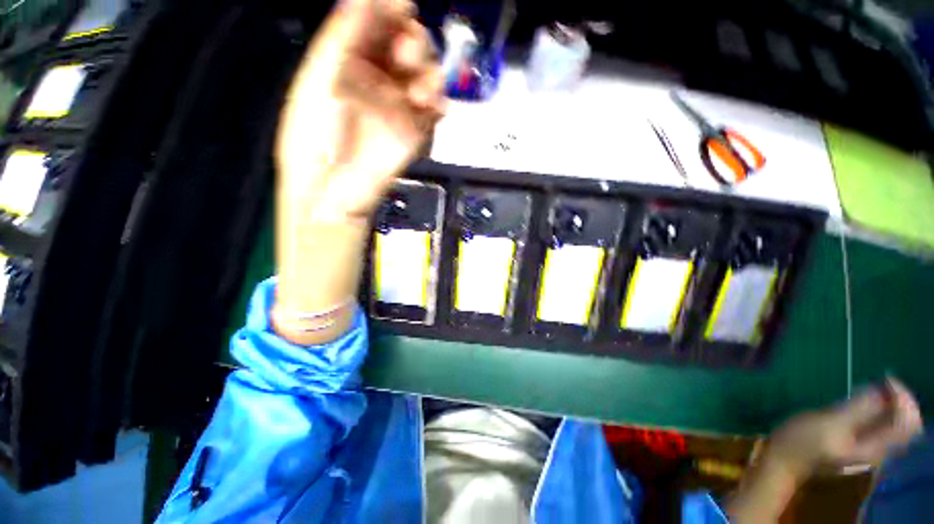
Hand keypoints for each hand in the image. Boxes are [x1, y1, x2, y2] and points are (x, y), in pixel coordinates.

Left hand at [273, 0, 443, 344]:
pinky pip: (434, 111)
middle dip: (412, 42)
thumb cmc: (315, 136)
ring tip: (420, 86)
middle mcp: (378, 81)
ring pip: (425, 76)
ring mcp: (400, 108)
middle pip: (406, 47)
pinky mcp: (416, 134)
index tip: (400, 5)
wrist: (334, 189)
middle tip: (408, 51)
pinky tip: (432, 106)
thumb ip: (341, 40)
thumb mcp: (320, 82)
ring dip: (428, 73)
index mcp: (350, 64)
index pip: (376, 27)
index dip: (389, 11)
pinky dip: (438, 104)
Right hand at [766, 378, 922, 479]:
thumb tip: (882, 391)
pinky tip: (863, 402)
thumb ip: (857, 410)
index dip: (902, 398)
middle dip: (897, 400)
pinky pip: (880, 425)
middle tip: (882, 382)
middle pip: (904, 423)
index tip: (886, 380)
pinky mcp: (857, 443)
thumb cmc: (802, 441)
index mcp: (876, 449)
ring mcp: (867, 448)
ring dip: (889, 404)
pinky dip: (878, 410)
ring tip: (874, 388)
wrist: (784, 459)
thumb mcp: (828, 424)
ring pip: (892, 423)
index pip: (908, 423)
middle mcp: (879, 450)